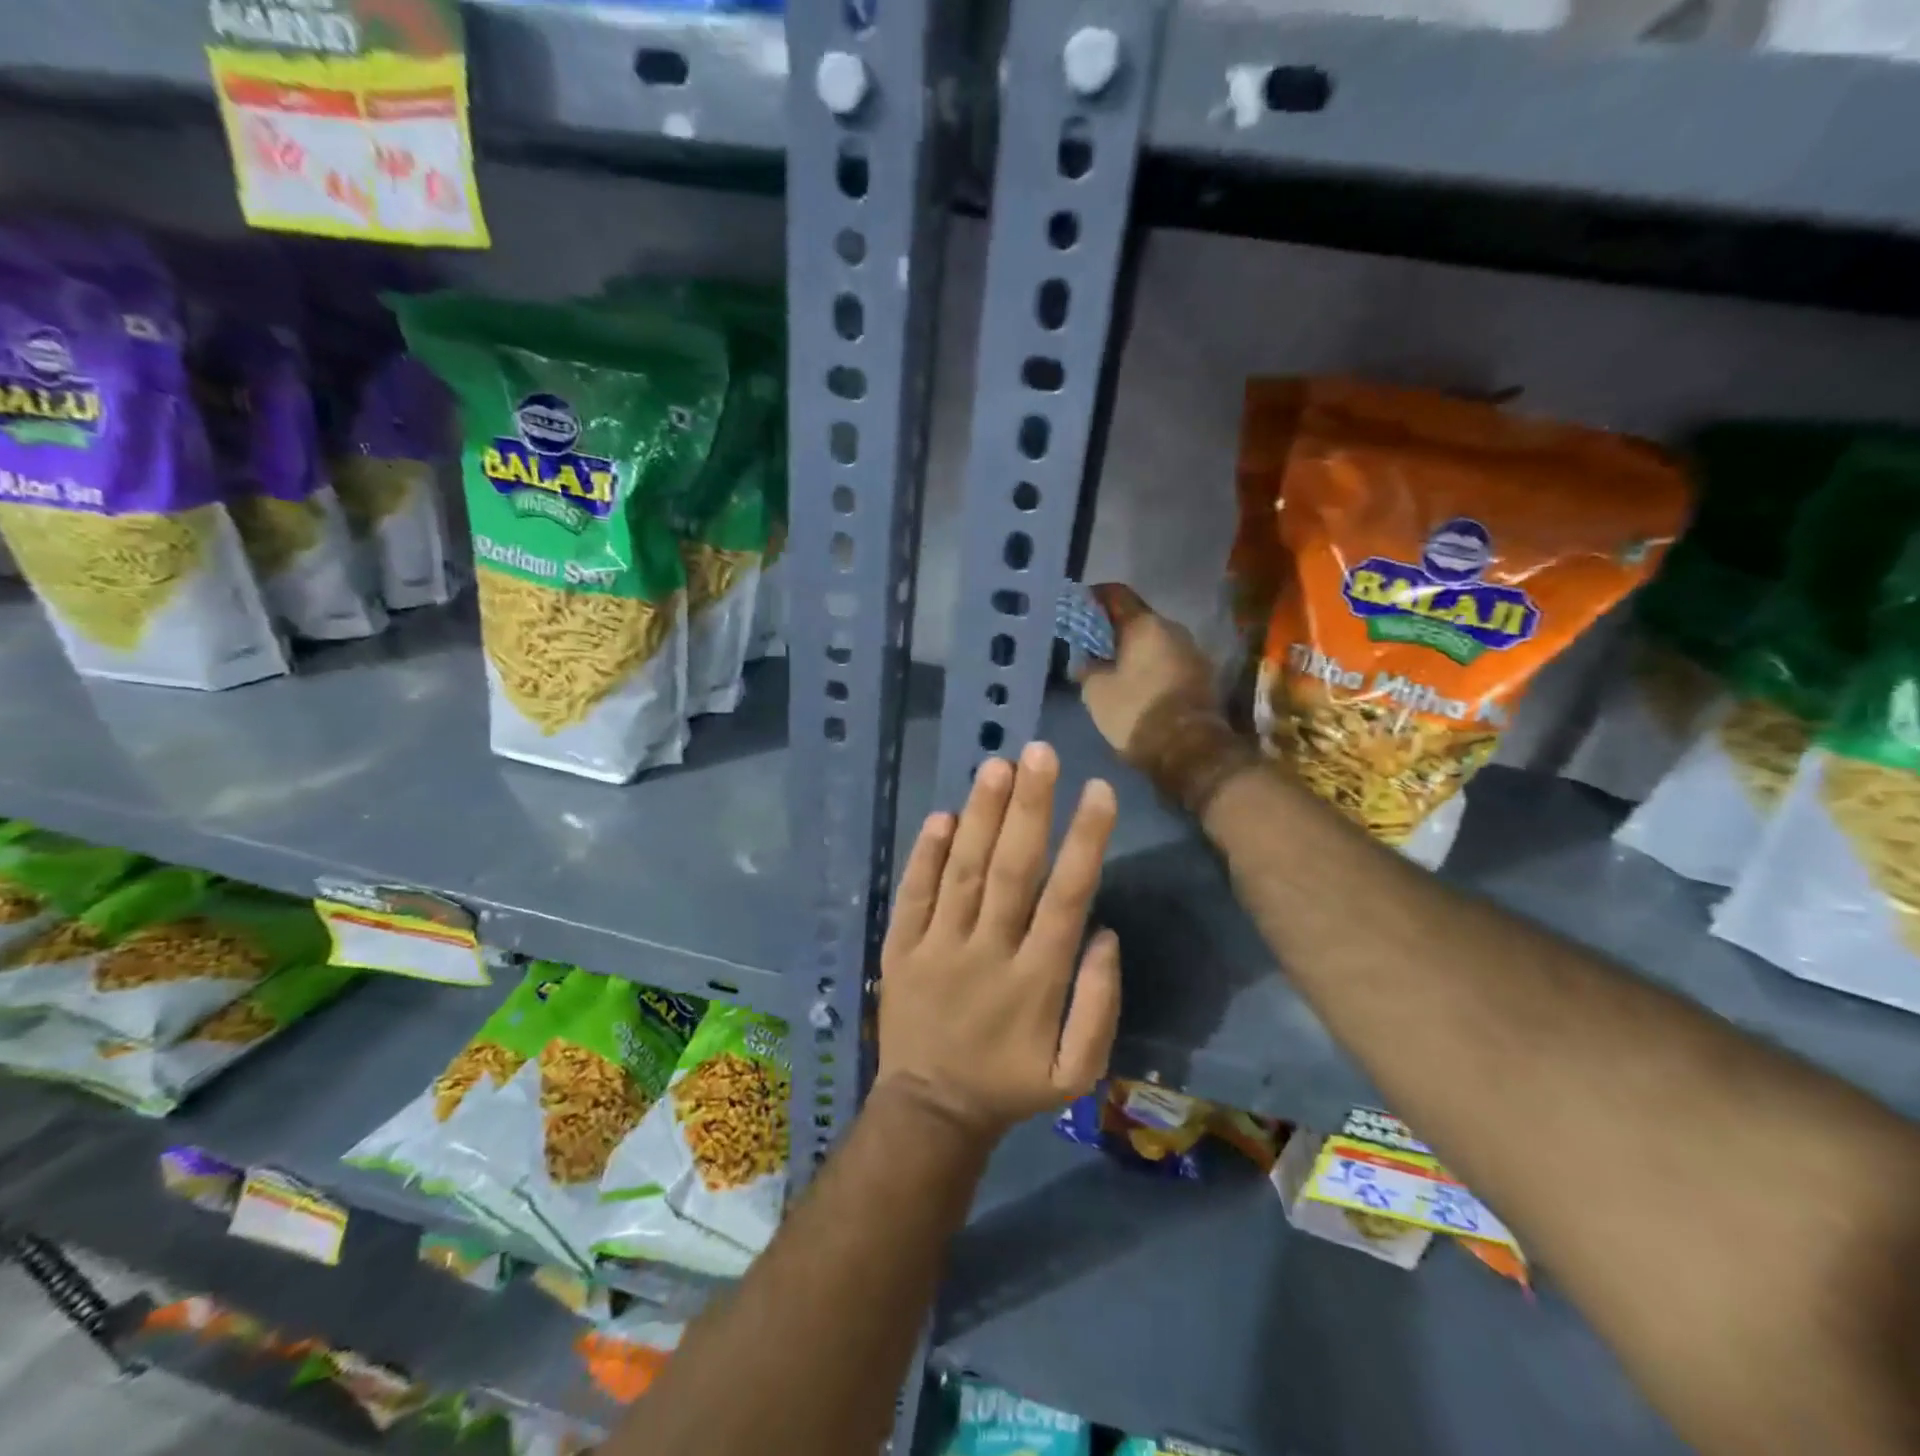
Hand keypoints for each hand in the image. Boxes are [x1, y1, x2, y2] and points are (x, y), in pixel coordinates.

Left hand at [876, 743, 1120, 1142]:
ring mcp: (938, 948)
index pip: (1065, 898)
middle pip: (1011, 871)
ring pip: (962, 872)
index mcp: (1035, 981)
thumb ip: (1098, 1006)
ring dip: (980, 817)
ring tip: (996, 766)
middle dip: (1029, 809)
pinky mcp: (901, 949)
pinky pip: (912, 896)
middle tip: (1040, 752)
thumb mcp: (1076, 1072)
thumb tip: (1106, 934)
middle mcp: (987, 953)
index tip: (1098, 791)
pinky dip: (924, 856)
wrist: (931, 1111)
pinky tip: (941, 815)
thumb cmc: (1010, 1085)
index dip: (1084, 842)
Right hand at [1081, 583, 1263, 817]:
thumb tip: (1084, 659)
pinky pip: (1168, 661)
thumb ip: (1087, 667)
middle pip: (1137, 619)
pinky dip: (1150, 667)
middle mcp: (1174, 629)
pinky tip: (1134, 684)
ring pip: (1154, 641)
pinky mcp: (1202, 676)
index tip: (1077, 607)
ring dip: (1134, 650)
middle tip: (1090, 644)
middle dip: (1113, 629)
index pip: (1116, 594)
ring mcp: (1192, 652)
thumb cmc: (1136, 713)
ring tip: (1111, 667)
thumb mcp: (1096, 691)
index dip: (1093, 597)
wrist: (1190, 750)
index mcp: (1146, 624)